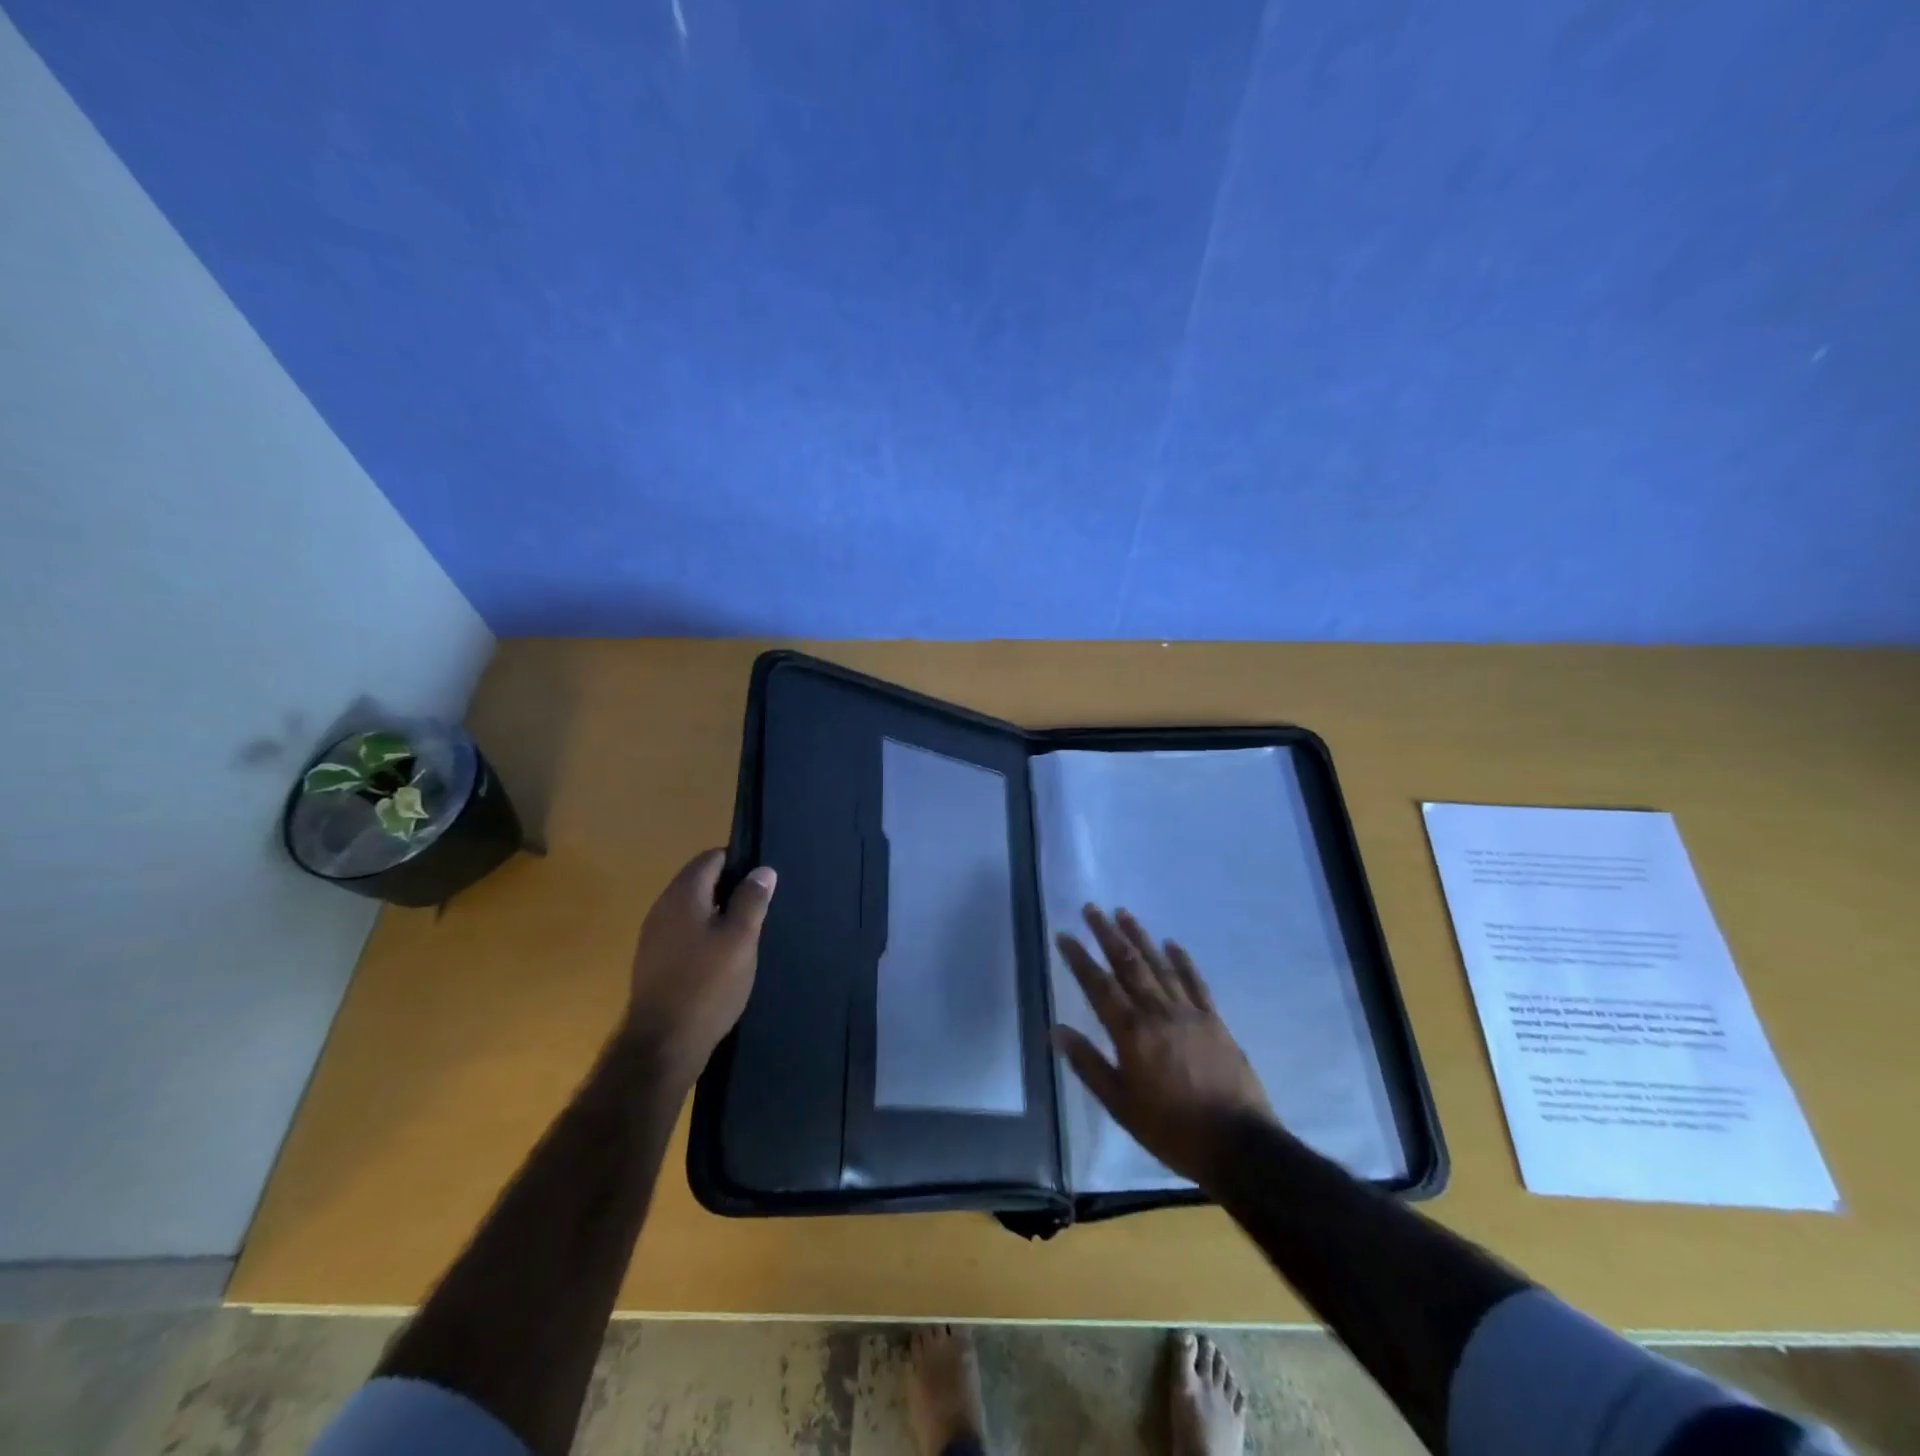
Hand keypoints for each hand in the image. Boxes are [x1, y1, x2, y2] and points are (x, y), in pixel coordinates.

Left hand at [624, 849, 775, 1089]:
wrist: (662, 1044)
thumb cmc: (708, 984)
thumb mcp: (741, 939)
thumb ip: (752, 900)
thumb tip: (762, 870)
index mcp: (683, 894)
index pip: (711, 858)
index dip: (739, 863)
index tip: (762, 883)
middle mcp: (662, 907)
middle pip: (699, 881)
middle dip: (729, 889)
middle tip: (758, 910)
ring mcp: (653, 936)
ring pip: (691, 909)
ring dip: (717, 914)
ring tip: (744, 935)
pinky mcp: (652, 961)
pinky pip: (682, 933)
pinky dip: (702, 935)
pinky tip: (721, 958)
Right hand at [1053, 906, 1275, 1185]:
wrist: (1238, 1144)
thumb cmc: (1171, 1129)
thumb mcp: (1120, 1105)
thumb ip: (1089, 1064)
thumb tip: (1057, 1030)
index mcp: (1132, 1032)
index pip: (1099, 986)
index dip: (1080, 958)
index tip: (1064, 935)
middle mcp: (1158, 1012)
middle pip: (1129, 964)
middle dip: (1107, 934)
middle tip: (1092, 908)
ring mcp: (1189, 1013)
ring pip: (1159, 965)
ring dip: (1140, 937)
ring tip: (1123, 913)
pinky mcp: (1214, 1020)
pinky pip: (1195, 982)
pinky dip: (1182, 960)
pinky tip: (1172, 944)